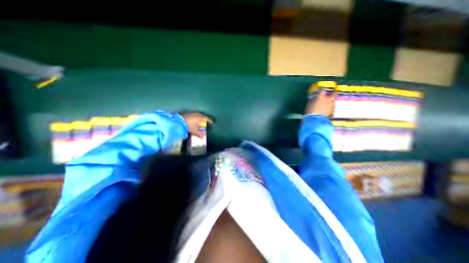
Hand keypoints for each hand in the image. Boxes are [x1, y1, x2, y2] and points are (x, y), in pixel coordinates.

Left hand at [181, 112, 213, 137]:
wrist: (178, 121)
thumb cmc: (189, 126)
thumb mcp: (195, 131)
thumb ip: (199, 134)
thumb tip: (203, 137)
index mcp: (201, 118)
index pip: (207, 119)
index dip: (210, 121)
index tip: (212, 122)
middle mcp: (198, 114)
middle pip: (204, 116)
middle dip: (206, 118)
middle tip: (207, 121)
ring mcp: (193, 112)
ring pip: (199, 114)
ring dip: (201, 117)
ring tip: (201, 120)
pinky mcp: (189, 112)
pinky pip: (195, 114)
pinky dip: (196, 116)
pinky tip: (195, 119)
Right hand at [304, 89, 336, 116]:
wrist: (315, 120)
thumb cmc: (310, 111)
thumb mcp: (309, 105)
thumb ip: (312, 100)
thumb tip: (313, 98)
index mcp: (321, 97)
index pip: (322, 90)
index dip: (322, 88)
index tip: (322, 87)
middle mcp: (328, 100)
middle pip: (333, 94)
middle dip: (333, 92)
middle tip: (334, 91)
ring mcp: (331, 105)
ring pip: (334, 101)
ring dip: (333, 100)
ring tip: (332, 100)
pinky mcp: (332, 111)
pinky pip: (333, 107)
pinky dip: (331, 106)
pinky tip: (330, 107)